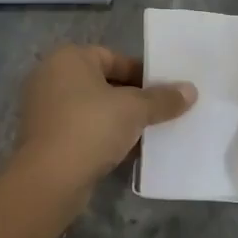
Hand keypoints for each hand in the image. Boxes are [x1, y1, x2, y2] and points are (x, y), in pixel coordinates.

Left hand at [14, 45, 196, 189]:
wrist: (50, 180)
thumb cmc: (91, 128)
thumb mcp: (134, 110)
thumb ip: (163, 99)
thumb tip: (191, 90)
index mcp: (69, 59)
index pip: (114, 57)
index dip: (143, 73)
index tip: (166, 90)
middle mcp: (52, 78)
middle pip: (104, 83)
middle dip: (134, 98)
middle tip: (163, 111)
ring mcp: (46, 110)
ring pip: (95, 109)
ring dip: (121, 119)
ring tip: (152, 132)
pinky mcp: (47, 139)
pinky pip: (84, 130)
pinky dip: (105, 137)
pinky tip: (131, 151)